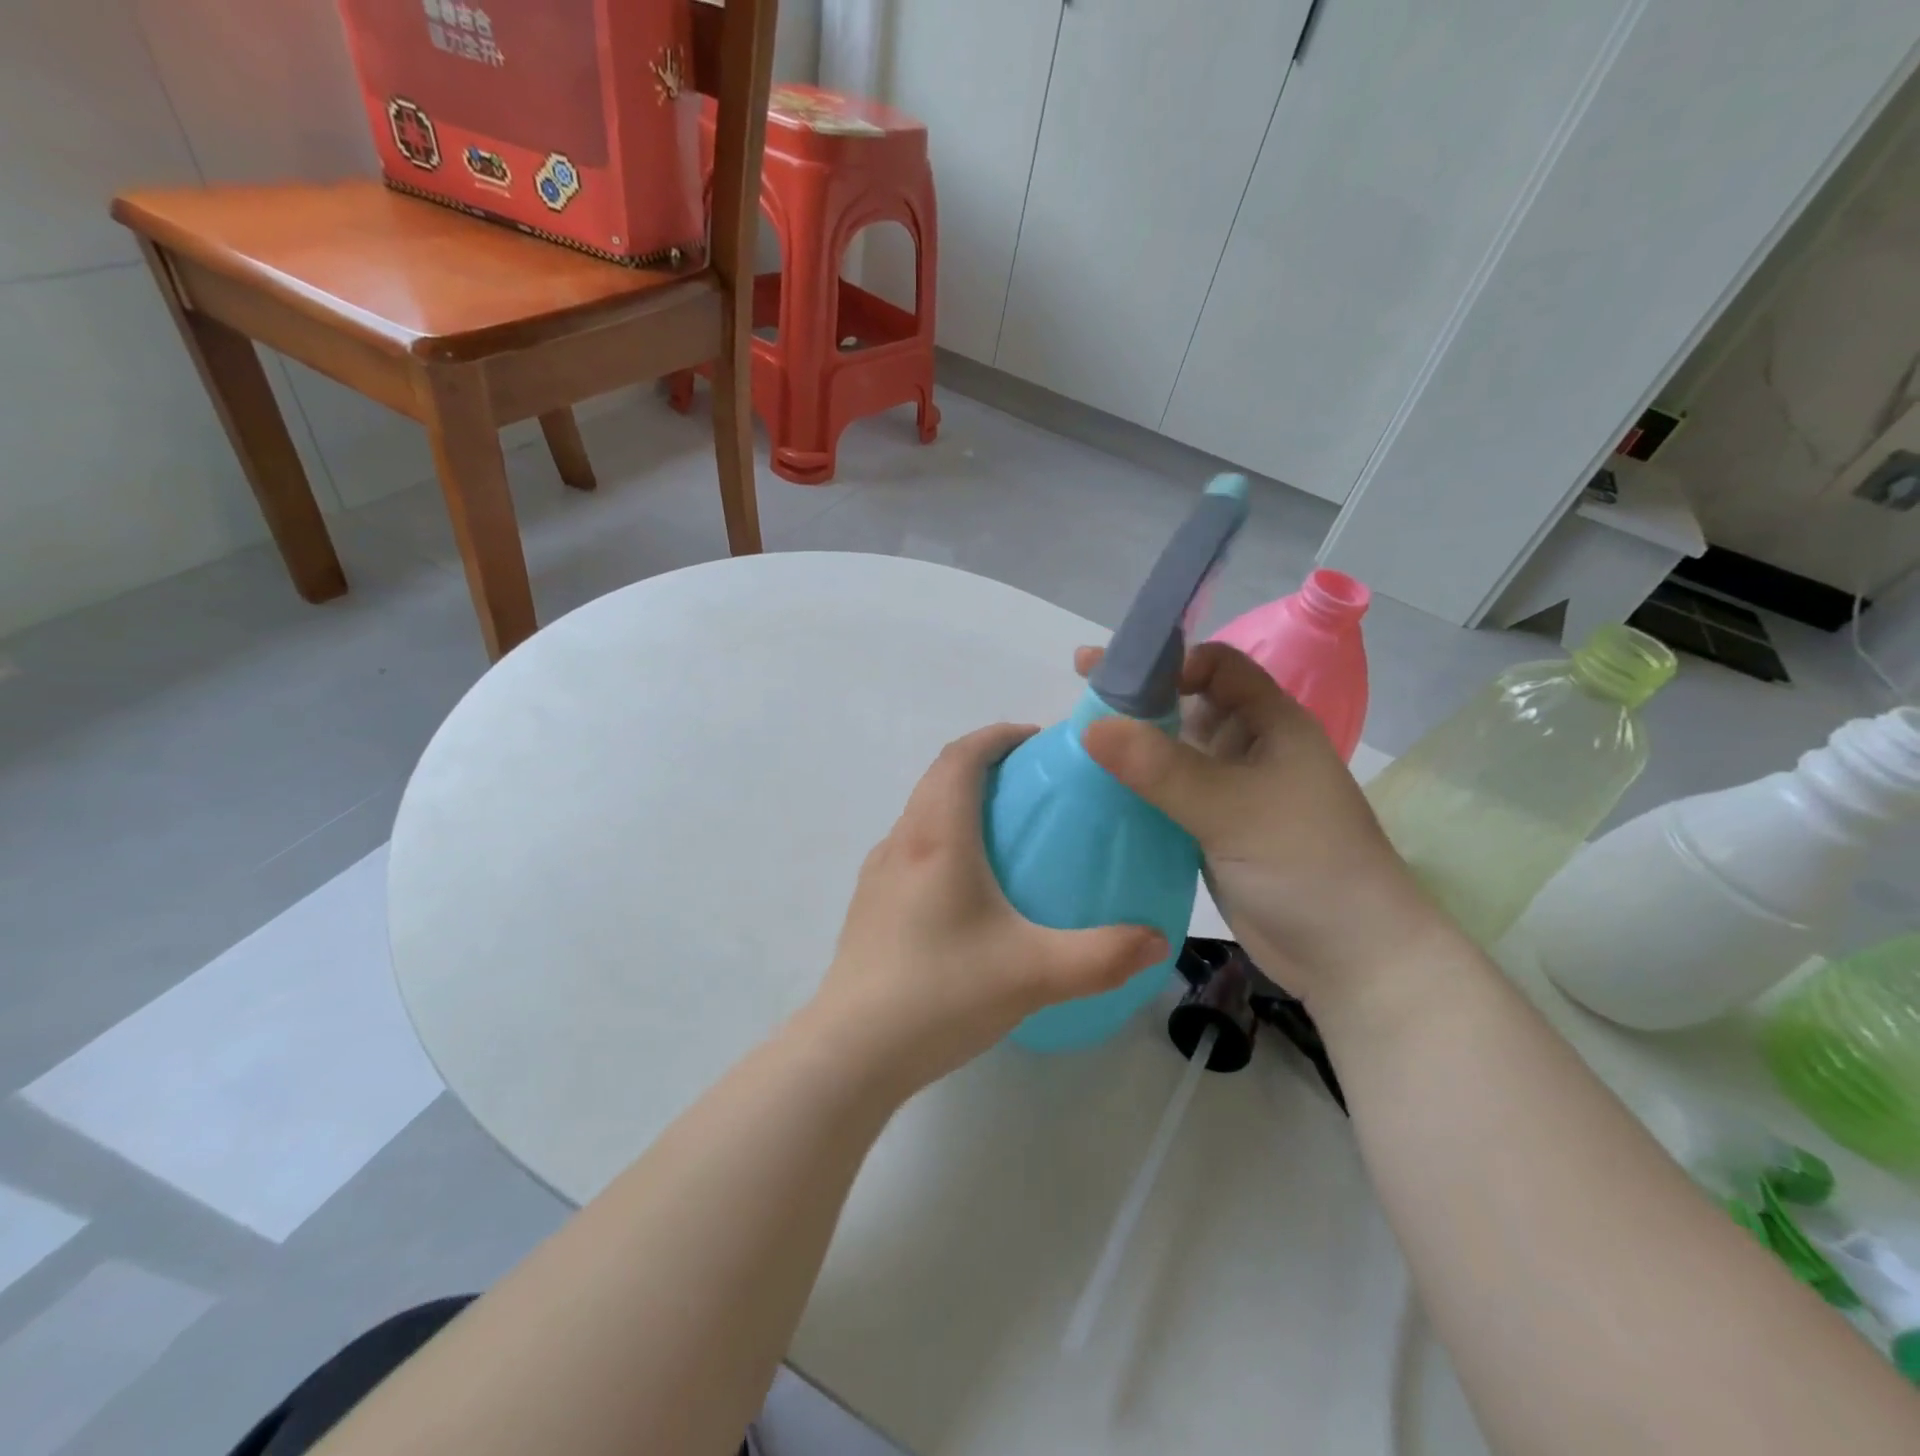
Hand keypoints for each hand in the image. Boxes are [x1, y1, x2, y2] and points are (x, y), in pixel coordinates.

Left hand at [805, 724, 1168, 1096]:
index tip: (1036, 741)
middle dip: (983, 763)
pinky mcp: (869, 905)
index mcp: (937, 837)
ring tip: (1005, 831)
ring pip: (921, 813)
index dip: (997, 736)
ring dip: (959, 801)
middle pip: (938, 777)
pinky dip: (942, 838)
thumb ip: (1105, 955)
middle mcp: (901, 842)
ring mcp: (878, 874)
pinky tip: (968, 889)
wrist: (852, 1051)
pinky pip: (910, 848)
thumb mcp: (1035, 973)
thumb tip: (1157, 939)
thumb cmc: (941, 993)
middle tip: (1032, 783)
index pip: (961, 757)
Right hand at [1077, 642, 1450, 1011]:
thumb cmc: (1306, 865)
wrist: (1349, 956)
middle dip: (1137, 695)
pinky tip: (1093, 787)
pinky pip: (1165, 794)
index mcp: (1270, 723)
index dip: (1171, 660)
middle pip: (1186, 705)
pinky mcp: (1210, 830)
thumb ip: (1162, 768)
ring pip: (1172, 752)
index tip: (1118, 672)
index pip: (1217, 666)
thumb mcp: (1233, 808)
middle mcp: (1248, 748)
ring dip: (1130, 743)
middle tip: (1079, 686)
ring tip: (1073, 737)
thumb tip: (1090, 727)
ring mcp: (1228, 792)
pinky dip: (1133, 787)